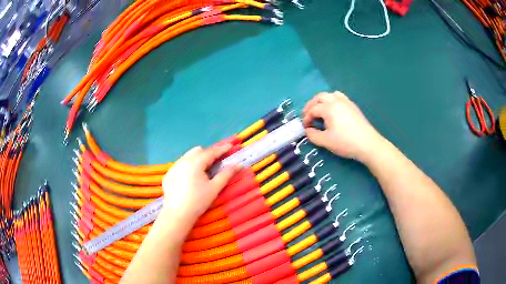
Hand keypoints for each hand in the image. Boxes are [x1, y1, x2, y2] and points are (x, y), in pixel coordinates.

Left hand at [161, 144, 239, 223]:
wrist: (178, 214)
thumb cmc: (198, 201)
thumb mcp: (214, 188)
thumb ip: (226, 174)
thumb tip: (238, 164)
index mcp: (195, 162)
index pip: (211, 152)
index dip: (222, 149)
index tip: (230, 147)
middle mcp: (183, 161)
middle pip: (198, 151)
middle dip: (208, 153)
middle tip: (216, 162)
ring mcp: (174, 167)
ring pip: (188, 156)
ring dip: (197, 159)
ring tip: (203, 171)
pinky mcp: (168, 174)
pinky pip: (180, 165)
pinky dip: (188, 166)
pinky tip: (190, 179)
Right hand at [302, 91, 384, 161]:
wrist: (368, 144)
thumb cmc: (345, 142)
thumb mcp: (326, 141)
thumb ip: (313, 135)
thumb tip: (308, 130)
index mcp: (328, 108)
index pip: (313, 110)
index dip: (306, 118)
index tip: (305, 127)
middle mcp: (336, 101)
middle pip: (320, 97)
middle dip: (311, 105)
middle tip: (307, 114)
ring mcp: (346, 102)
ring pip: (331, 95)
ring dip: (322, 101)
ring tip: (320, 110)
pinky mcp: (353, 106)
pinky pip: (340, 97)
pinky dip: (333, 101)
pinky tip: (334, 112)